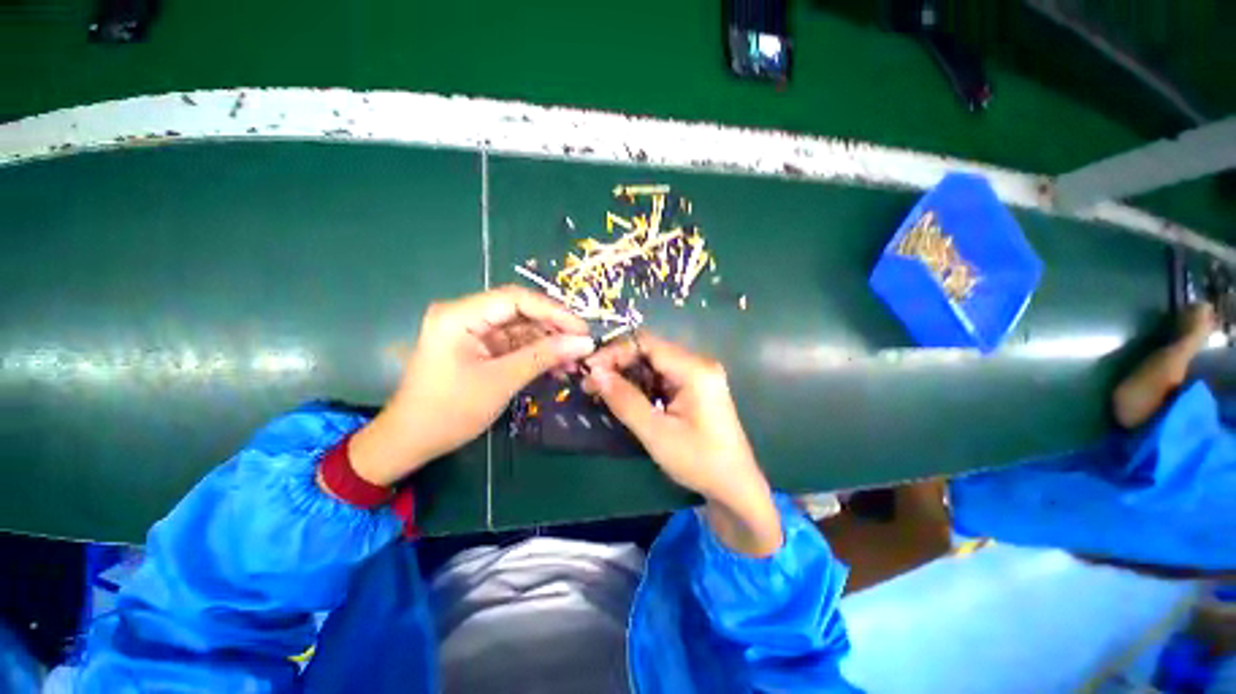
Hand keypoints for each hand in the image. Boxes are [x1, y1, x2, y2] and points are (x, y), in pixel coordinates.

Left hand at [349, 286, 595, 485]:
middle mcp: (465, 314)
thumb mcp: (502, 381)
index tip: (582, 329)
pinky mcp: (479, 346)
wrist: (412, 441)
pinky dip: (536, 354)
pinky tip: (557, 367)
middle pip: (520, 311)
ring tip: (574, 361)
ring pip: (521, 328)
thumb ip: (544, 357)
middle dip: (553, 329)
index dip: (553, 311)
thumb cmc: (450, 411)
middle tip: (582, 345)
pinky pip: (515, 343)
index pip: (516, 298)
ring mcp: (473, 331)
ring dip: (549, 343)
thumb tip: (585, 343)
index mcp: (460, 315)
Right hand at [583, 333, 781, 555]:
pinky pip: (662, 376)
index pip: (647, 344)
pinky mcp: (695, 387)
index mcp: (694, 369)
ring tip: (602, 390)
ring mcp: (699, 375)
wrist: (735, 487)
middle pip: (650, 350)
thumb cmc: (698, 461)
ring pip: (654, 363)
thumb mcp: (656, 433)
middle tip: (592, 383)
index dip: (615, 352)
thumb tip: (594, 373)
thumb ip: (625, 400)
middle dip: (619, 363)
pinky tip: (625, 396)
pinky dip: (641, 383)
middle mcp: (698, 364)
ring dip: (628, 374)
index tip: (589, 370)